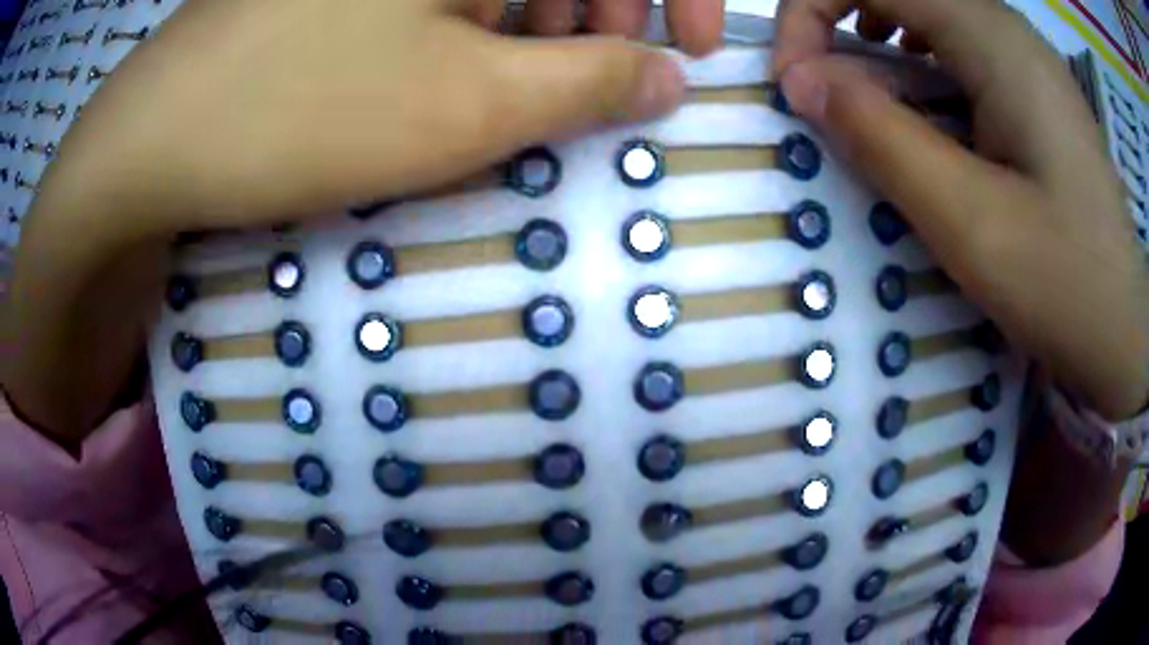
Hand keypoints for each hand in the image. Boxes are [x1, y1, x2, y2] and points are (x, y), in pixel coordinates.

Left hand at [2, 0, 687, 443]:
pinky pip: (453, 7)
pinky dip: (482, 39)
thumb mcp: (470, 102)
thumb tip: (671, 77)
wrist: (173, 139)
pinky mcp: (359, 5)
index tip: (703, 52)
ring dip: (544, 39)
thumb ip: (589, 80)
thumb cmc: (311, 110)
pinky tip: (465, 85)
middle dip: (612, 21)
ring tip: (524, 103)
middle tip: (609, 88)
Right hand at [774, 0, 1148, 420]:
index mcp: (993, 38)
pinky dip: (919, 63)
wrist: (1125, 333)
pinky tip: (928, 109)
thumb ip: (881, 136)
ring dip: (878, 41)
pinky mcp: (1034, 87)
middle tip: (824, 92)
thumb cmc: (1064, 284)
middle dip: (837, 22)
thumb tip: (803, 80)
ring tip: (871, 98)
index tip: (796, 84)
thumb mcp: (969, 221)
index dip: (810, 12)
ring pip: (925, 12)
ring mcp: (1024, 56)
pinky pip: (958, 44)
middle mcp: (1006, 27)